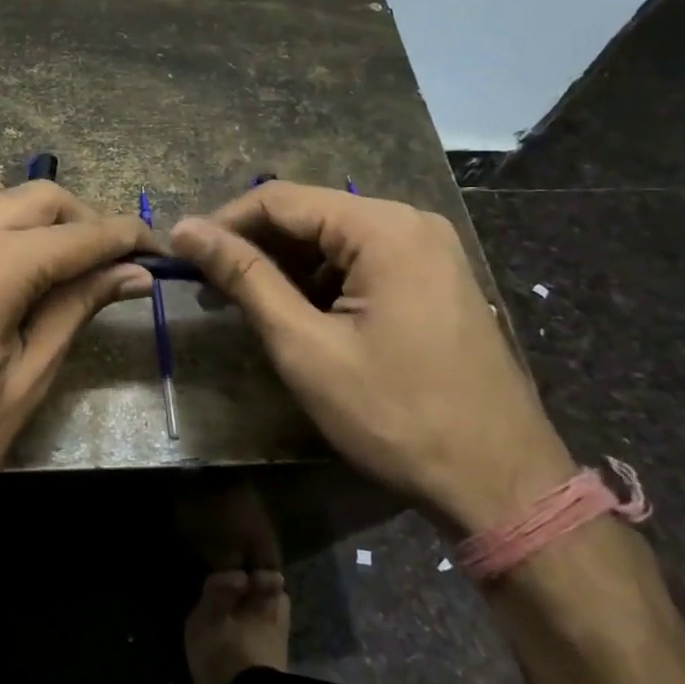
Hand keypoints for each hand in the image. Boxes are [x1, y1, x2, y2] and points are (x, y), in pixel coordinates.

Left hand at [0, 164, 157, 579]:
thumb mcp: (25, 384)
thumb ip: (76, 310)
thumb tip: (132, 273)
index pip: (82, 235)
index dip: (125, 237)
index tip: (153, 248)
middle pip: (36, 196)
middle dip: (79, 220)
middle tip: (100, 262)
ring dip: (14, 207)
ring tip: (27, 253)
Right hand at [170, 182, 573, 534]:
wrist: (502, 484)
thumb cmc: (396, 416)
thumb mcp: (305, 346)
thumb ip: (245, 278)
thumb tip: (185, 230)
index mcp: (383, 228)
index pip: (279, 199)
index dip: (223, 223)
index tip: (182, 257)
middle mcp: (409, 222)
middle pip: (309, 215)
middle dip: (253, 247)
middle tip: (209, 290)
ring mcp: (429, 249)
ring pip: (333, 239)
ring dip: (285, 267)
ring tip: (244, 306)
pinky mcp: (435, 278)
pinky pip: (362, 261)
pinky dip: (321, 281)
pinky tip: (298, 315)